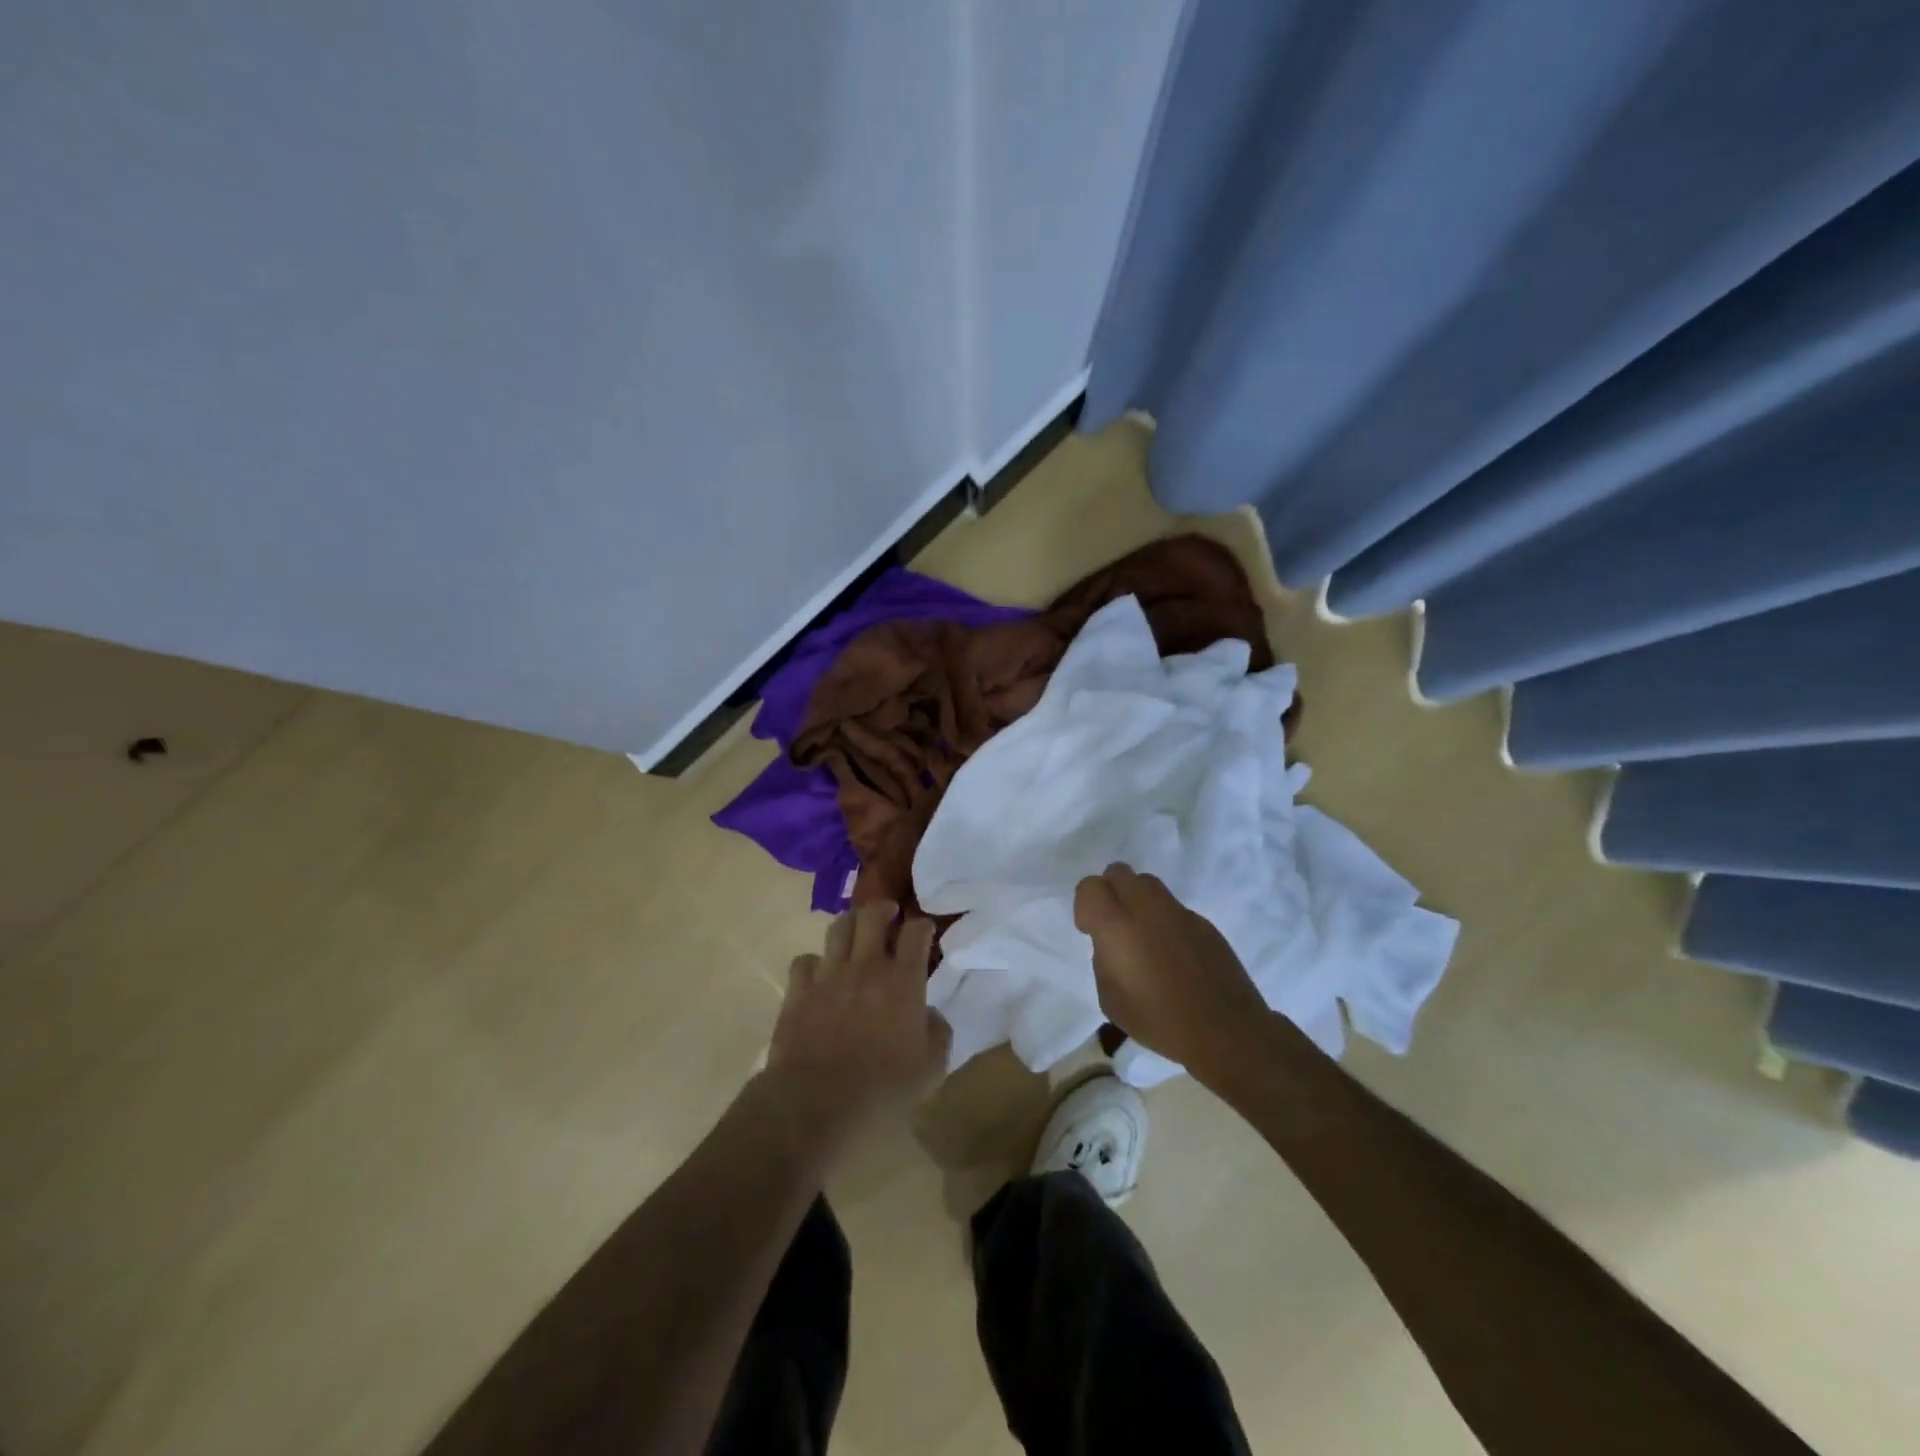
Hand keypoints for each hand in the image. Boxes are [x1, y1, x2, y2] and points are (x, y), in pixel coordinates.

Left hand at [763, 901, 951, 1143]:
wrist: (816, 1107)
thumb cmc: (882, 1091)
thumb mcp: (931, 1070)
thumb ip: (937, 1033)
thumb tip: (929, 1013)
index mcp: (903, 982)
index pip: (916, 933)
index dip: (922, 925)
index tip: (924, 930)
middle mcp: (866, 967)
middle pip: (872, 915)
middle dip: (883, 909)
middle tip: (888, 915)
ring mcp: (828, 976)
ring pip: (838, 928)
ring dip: (850, 926)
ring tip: (855, 934)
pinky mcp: (798, 992)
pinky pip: (804, 961)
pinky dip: (813, 963)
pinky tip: (818, 975)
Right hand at [1074, 863, 1271, 1076]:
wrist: (1224, 1030)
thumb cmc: (1158, 1020)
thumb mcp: (1110, 998)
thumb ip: (1104, 959)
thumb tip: (1112, 945)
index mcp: (1117, 925)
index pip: (1090, 886)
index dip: (1085, 906)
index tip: (1090, 932)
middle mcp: (1146, 907)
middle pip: (1119, 872)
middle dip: (1110, 892)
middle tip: (1114, 926)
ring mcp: (1179, 912)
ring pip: (1148, 884)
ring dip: (1138, 901)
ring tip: (1143, 936)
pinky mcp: (1204, 922)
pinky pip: (1174, 909)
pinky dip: (1166, 921)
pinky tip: (1174, 955)